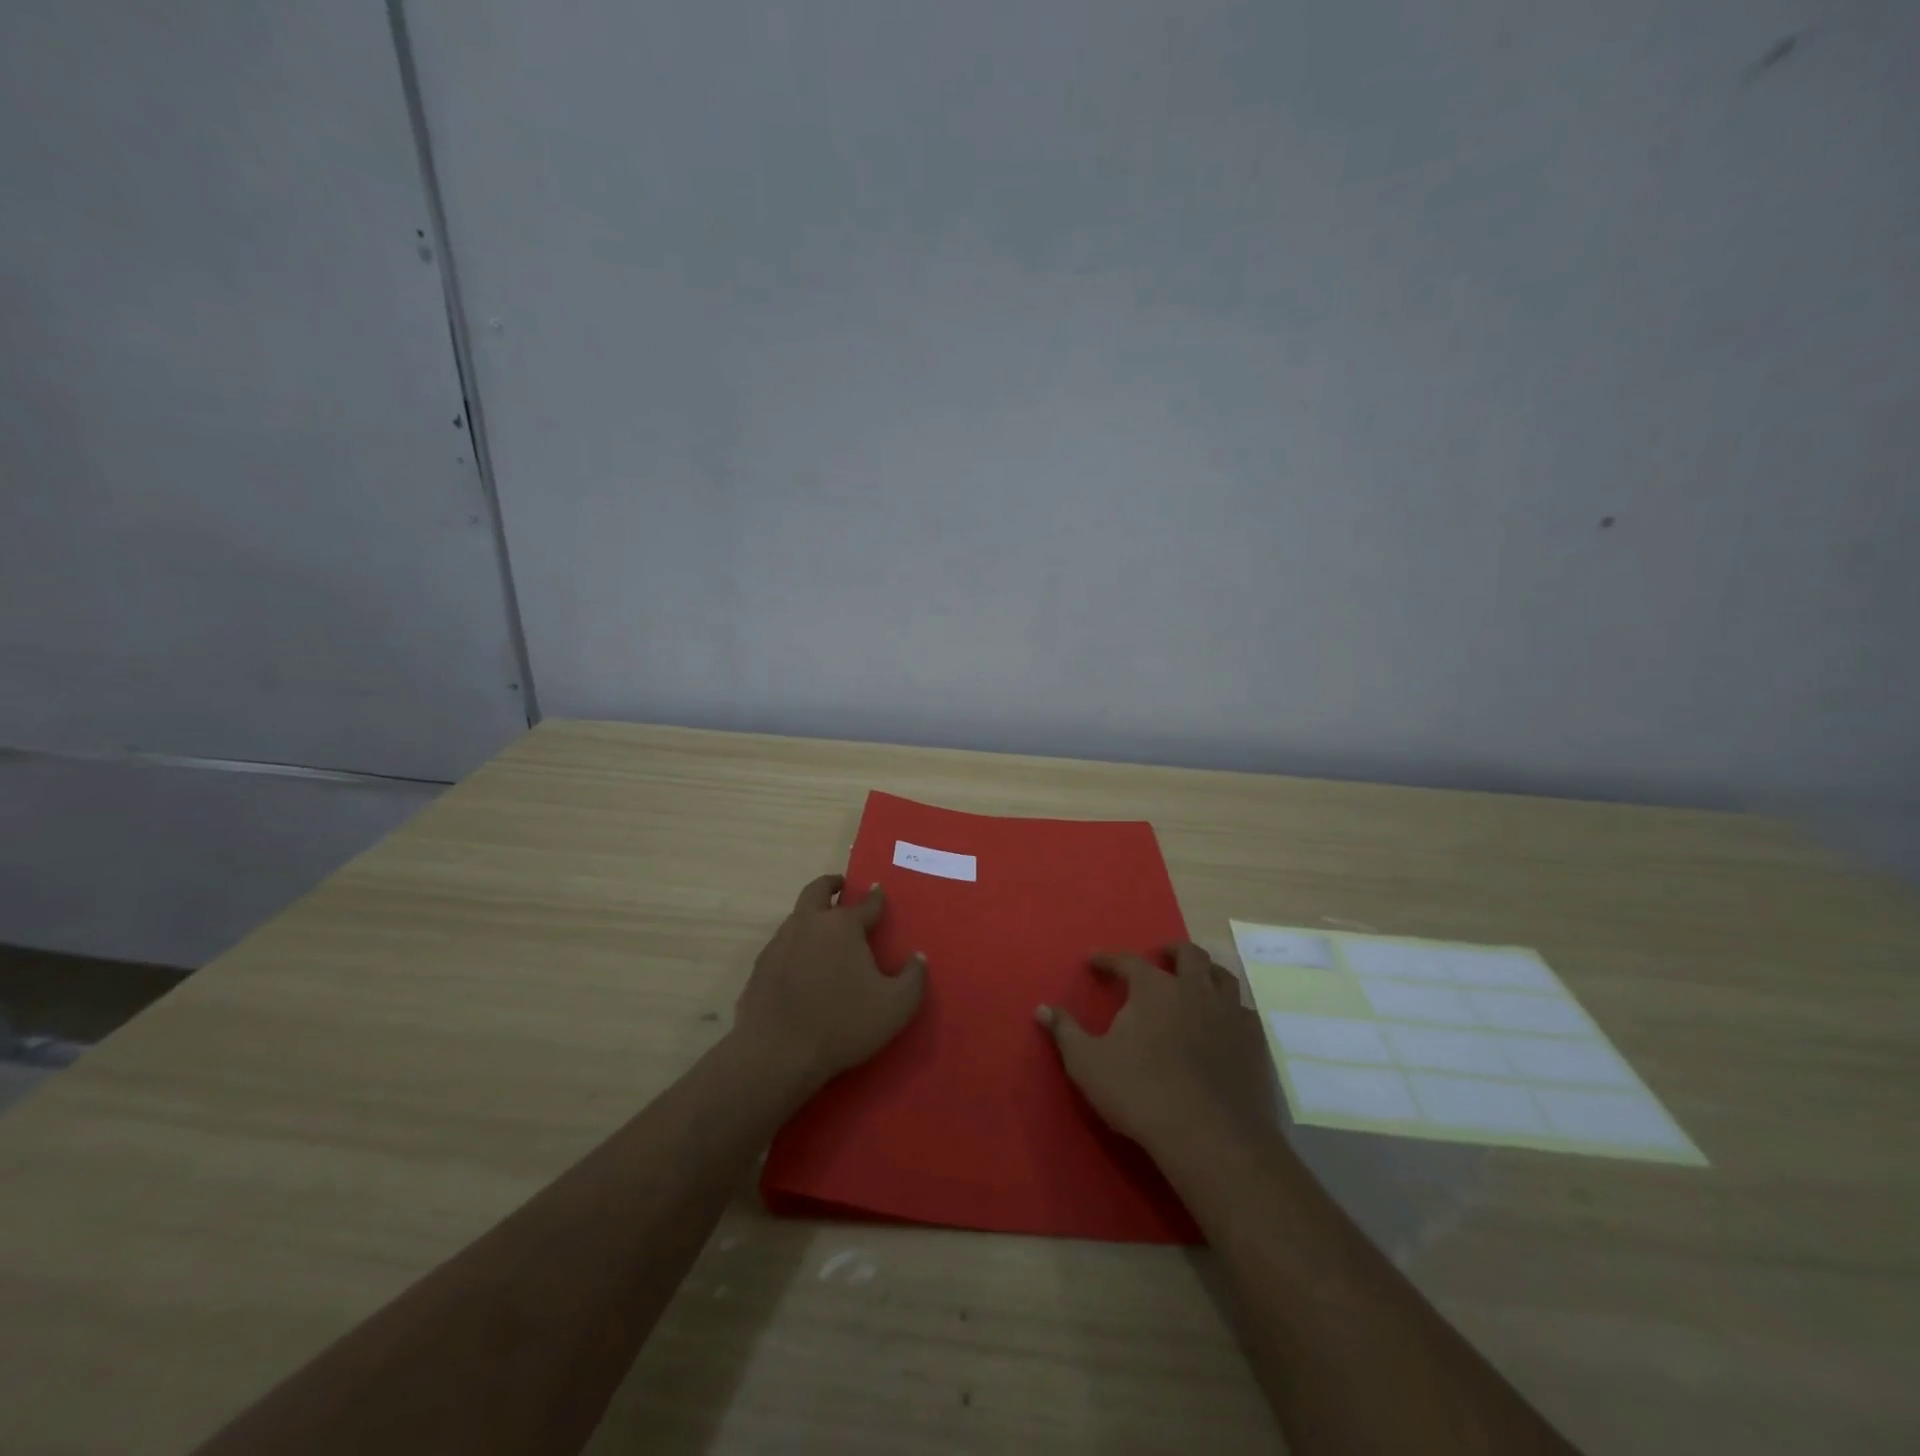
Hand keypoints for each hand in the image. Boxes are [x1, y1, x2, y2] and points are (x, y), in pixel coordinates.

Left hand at [734, 874, 926, 1089]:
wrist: (776, 1053)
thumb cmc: (843, 1024)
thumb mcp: (896, 1006)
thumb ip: (914, 977)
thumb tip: (918, 956)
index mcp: (843, 926)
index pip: (866, 903)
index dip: (876, 897)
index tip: (879, 890)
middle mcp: (809, 924)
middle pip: (818, 890)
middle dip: (831, 884)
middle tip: (841, 885)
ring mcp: (780, 943)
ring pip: (797, 916)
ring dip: (811, 915)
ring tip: (823, 931)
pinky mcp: (761, 967)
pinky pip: (782, 945)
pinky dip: (794, 945)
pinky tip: (800, 965)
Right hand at [1037, 943, 1272, 1155]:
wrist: (1210, 1136)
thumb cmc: (1140, 1093)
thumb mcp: (1087, 1063)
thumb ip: (1065, 1032)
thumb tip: (1041, 1008)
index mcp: (1154, 988)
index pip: (1128, 960)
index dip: (1109, 959)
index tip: (1094, 961)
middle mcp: (1194, 989)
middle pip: (1188, 954)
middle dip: (1171, 952)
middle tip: (1159, 958)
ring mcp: (1229, 1014)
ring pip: (1223, 977)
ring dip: (1206, 974)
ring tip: (1196, 983)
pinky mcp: (1254, 1043)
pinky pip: (1244, 1013)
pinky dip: (1231, 1011)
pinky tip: (1224, 1025)